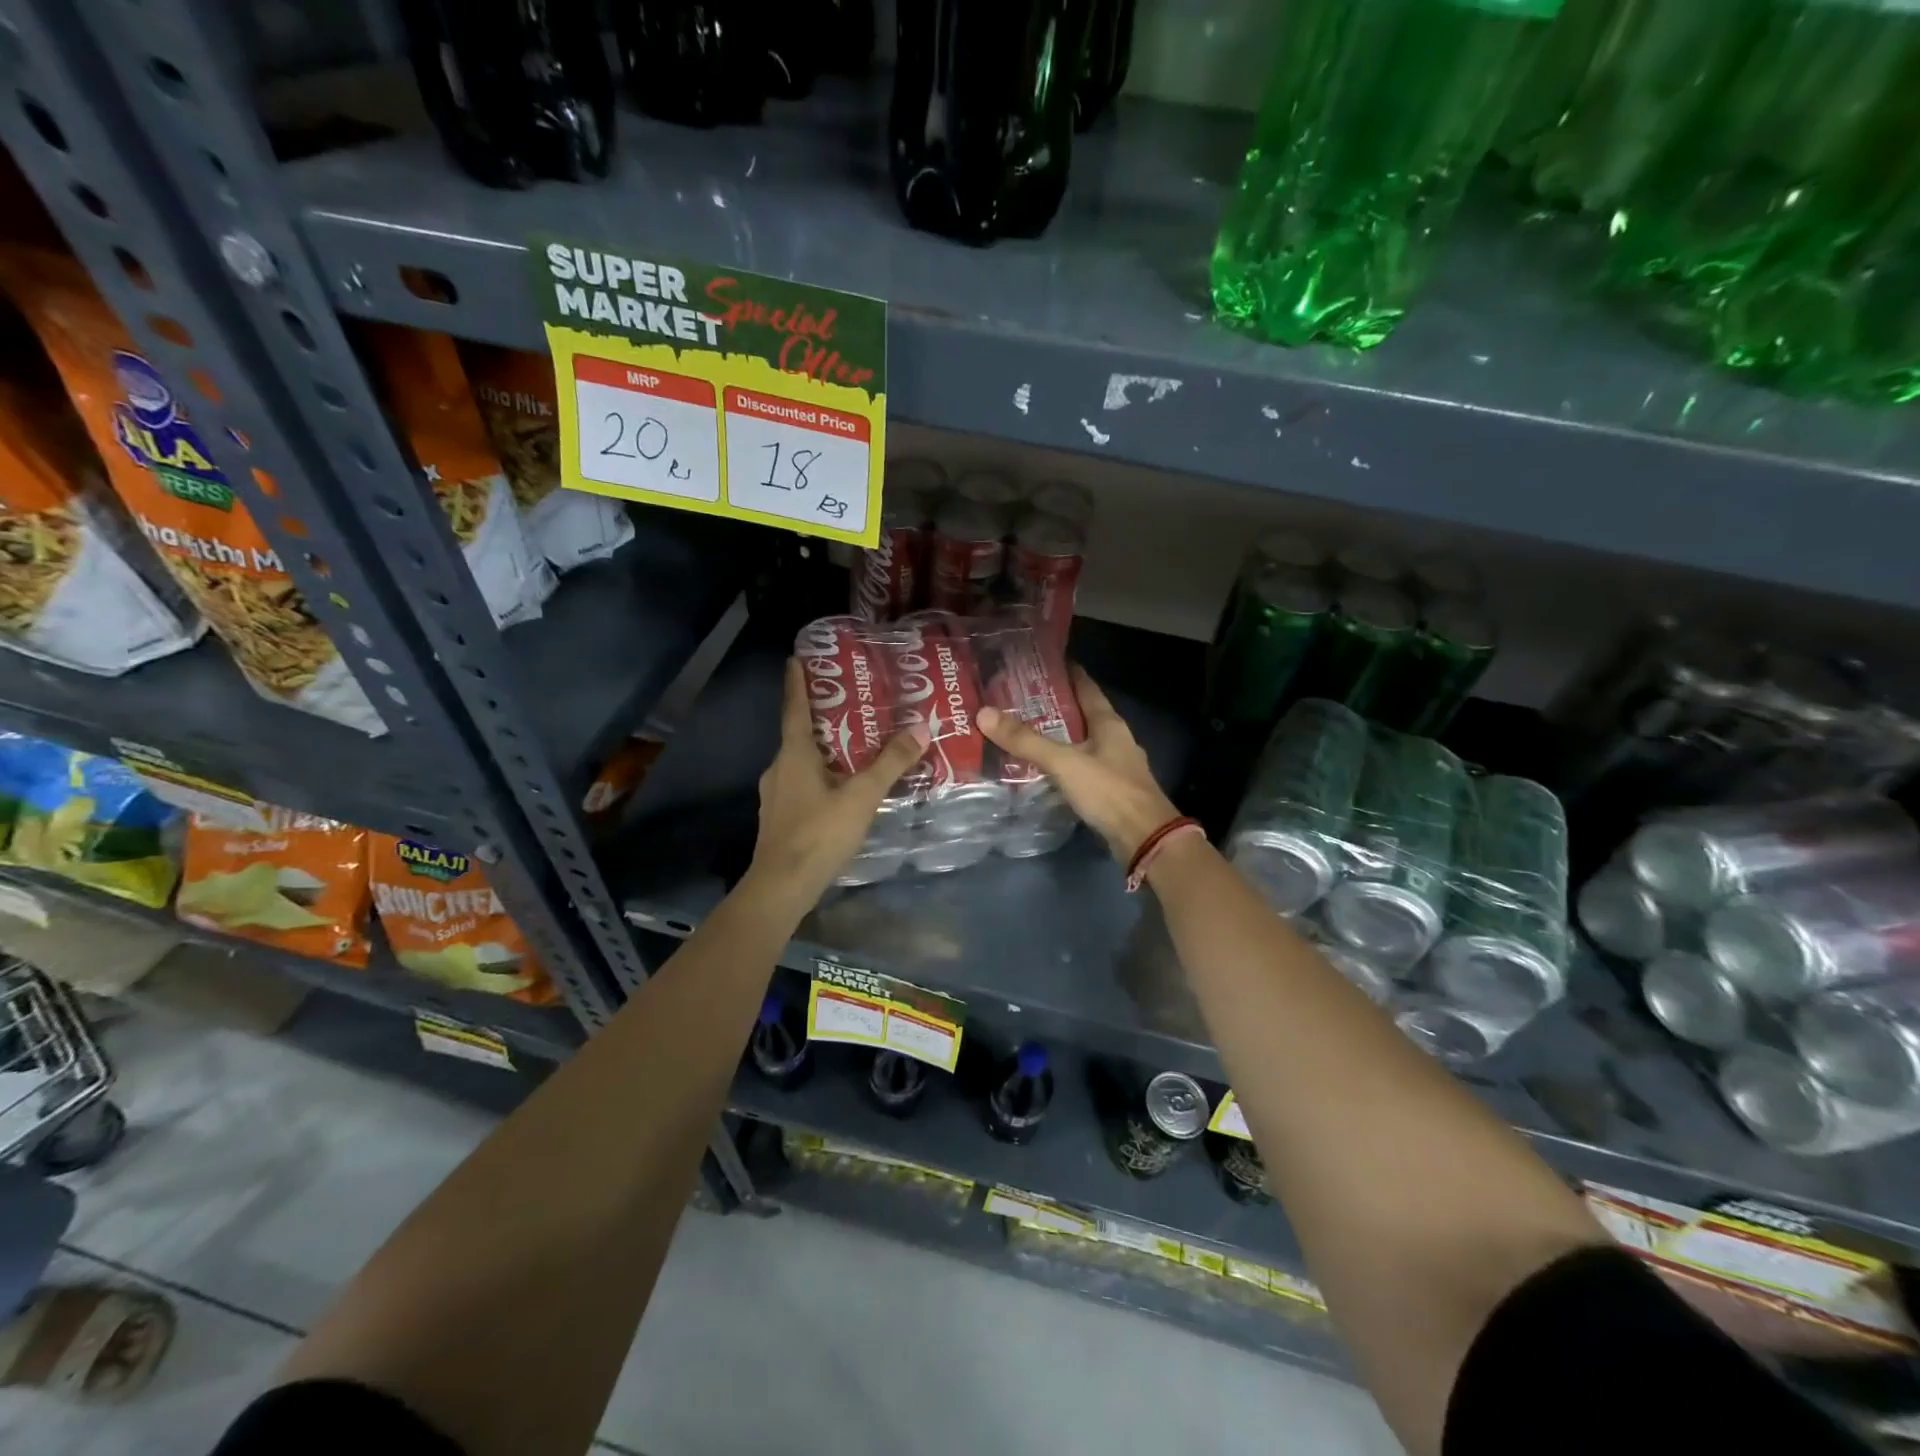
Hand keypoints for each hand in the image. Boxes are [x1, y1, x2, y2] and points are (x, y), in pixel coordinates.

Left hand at [747, 659, 928, 911]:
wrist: (782, 887)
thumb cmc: (818, 833)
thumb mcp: (861, 796)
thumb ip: (890, 764)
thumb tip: (921, 728)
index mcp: (794, 755)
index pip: (794, 708)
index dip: (796, 682)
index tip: (795, 658)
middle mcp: (779, 768)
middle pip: (799, 734)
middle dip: (820, 716)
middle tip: (848, 702)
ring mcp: (777, 795)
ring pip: (801, 761)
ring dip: (822, 749)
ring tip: (853, 744)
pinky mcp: (781, 817)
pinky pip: (802, 784)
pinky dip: (820, 775)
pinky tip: (841, 787)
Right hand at [977, 665, 1181, 863]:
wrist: (1144, 838)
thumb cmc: (1108, 791)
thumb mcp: (1064, 762)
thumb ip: (1026, 740)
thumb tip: (984, 713)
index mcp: (1109, 723)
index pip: (1086, 687)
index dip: (1066, 672)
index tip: (1040, 663)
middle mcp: (1114, 738)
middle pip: (1082, 713)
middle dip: (1054, 705)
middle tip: (1018, 698)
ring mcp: (1115, 765)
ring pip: (1081, 741)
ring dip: (1057, 735)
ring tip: (1024, 730)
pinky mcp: (1110, 789)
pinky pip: (1081, 766)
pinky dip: (1062, 762)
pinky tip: (1043, 767)